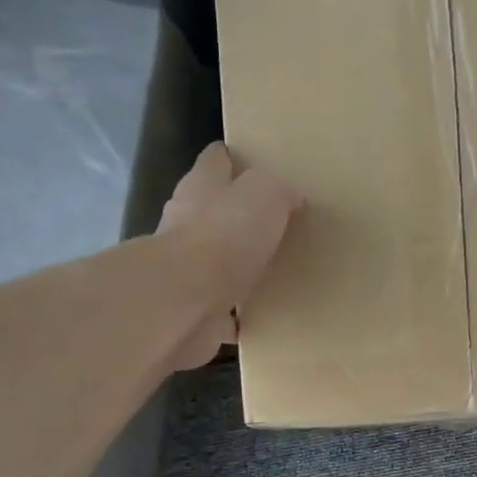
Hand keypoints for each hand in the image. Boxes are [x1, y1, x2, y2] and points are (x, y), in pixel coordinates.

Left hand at [156, 141, 301, 368]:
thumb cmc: (226, 235)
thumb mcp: (266, 194)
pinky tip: (256, 317)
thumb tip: (291, 196)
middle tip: (271, 223)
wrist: (187, 301)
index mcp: (202, 186)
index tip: (256, 165)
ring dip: (234, 265)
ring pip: (214, 261)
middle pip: (211, 210)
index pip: (216, 160)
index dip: (233, 159)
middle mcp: (186, 222)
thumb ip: (279, 190)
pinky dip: (233, 312)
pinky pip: (219, 309)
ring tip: (267, 272)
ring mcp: (186, 268)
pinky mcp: (192, 308)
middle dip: (235, 215)